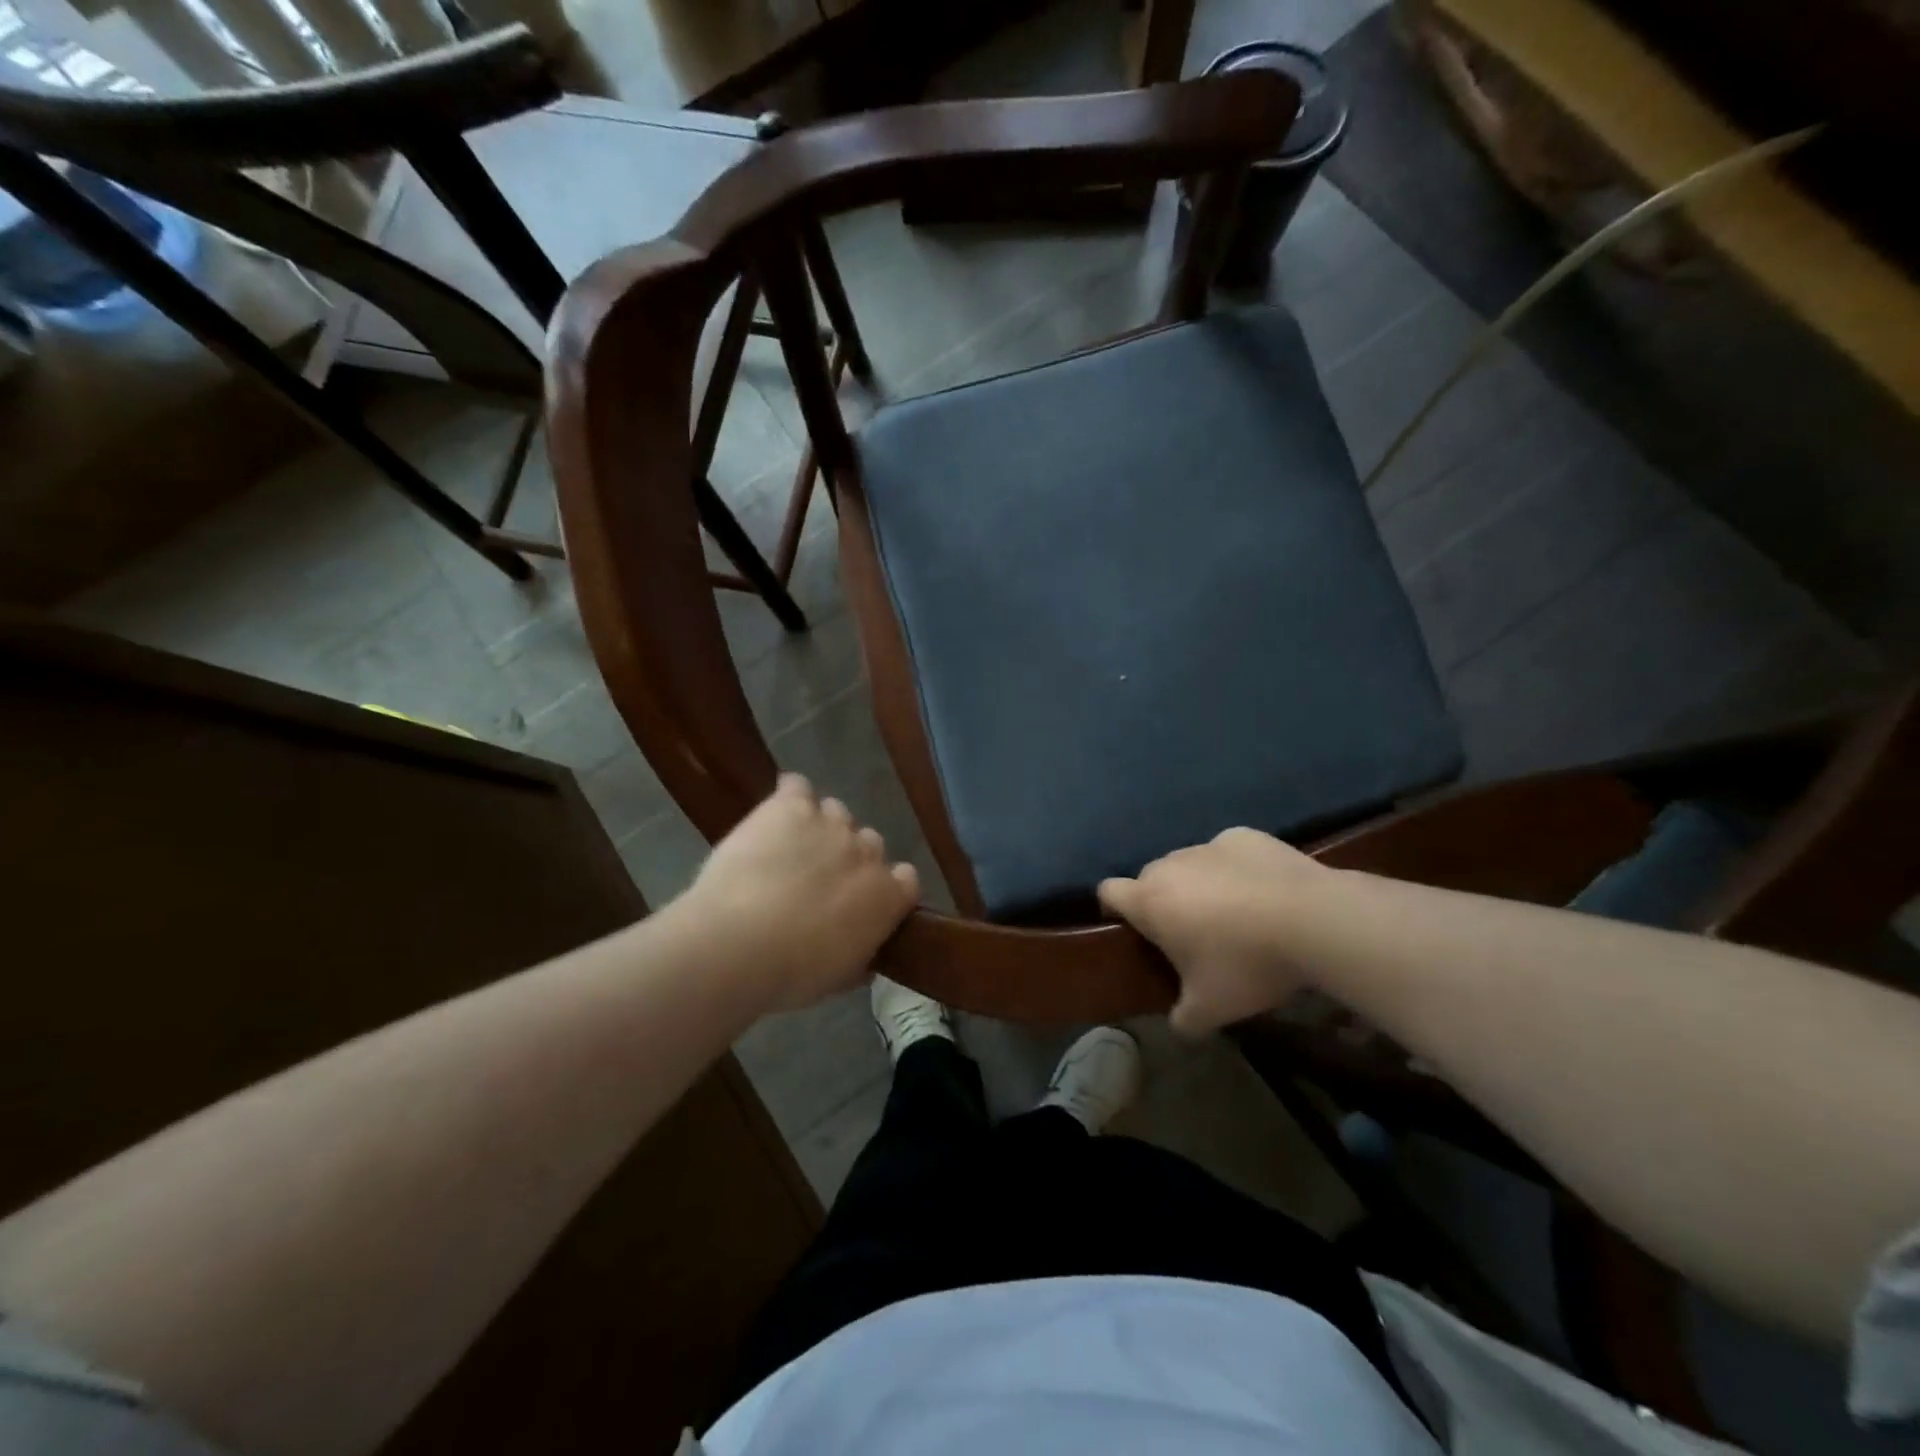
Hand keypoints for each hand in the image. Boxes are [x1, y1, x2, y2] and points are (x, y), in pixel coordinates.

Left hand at [682, 774, 919, 1012]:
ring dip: (820, 829)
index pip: (906, 878)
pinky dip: (789, 797)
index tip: (862, 903)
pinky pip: (797, 787)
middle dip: (849, 859)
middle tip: (817, 883)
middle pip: (869, 842)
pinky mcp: (790, 806)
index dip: (885, 888)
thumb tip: (866, 954)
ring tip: (790, 850)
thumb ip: (862, 956)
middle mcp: (866, 851)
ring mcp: (829, 823)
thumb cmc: (792, 973)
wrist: (737, 943)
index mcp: (888, 895)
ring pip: (836, 813)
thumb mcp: (839, 978)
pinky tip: (775, 815)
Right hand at [1098, 827, 1328, 1035]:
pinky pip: (1227, 852)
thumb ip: (1183, 1019)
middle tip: (1191, 934)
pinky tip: (1264, 891)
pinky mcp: (1245, 836)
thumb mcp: (1211, 1009)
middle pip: (1150, 878)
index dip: (1113, 909)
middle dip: (1162, 902)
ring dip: (1199, 884)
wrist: (1313, 920)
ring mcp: (1208, 845)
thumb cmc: (1246, 964)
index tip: (1131, 930)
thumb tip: (1178, 1024)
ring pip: (1190, 864)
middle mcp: (1170, 865)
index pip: (1108, 892)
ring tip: (1235, 913)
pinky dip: (1236, 868)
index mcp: (1150, 901)